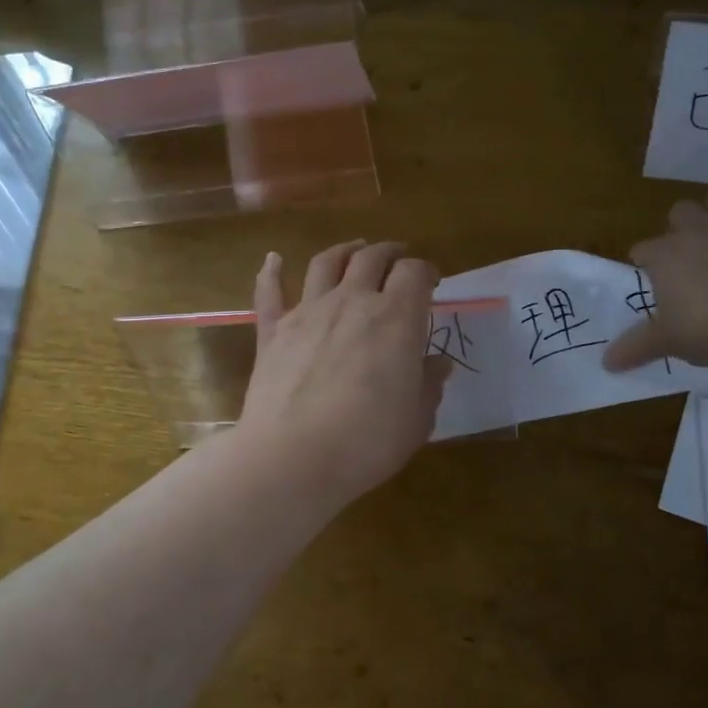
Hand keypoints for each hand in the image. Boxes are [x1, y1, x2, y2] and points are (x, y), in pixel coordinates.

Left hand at [237, 240, 451, 506]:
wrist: (293, 458)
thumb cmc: (367, 441)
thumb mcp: (416, 419)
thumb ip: (428, 384)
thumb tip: (437, 363)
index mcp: (395, 318)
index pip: (415, 274)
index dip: (426, 272)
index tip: (432, 282)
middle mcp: (352, 302)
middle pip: (372, 258)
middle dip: (390, 253)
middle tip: (398, 258)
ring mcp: (308, 312)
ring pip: (326, 263)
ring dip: (344, 250)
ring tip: (355, 249)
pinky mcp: (272, 332)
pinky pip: (270, 293)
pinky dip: (271, 272)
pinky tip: (273, 259)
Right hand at [603, 183, 707, 371]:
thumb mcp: (666, 342)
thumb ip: (636, 347)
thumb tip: (607, 363)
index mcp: (666, 255)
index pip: (643, 249)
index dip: (644, 261)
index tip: (648, 277)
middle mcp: (700, 231)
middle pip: (681, 211)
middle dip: (681, 225)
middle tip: (688, 252)